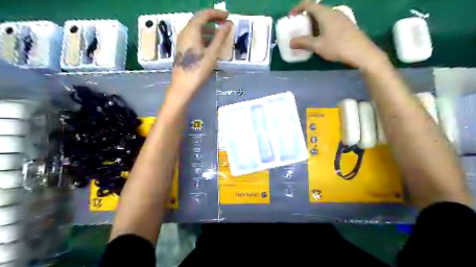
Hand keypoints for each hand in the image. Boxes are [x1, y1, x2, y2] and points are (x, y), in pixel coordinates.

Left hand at [170, 9, 233, 99]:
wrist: (183, 86)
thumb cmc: (198, 70)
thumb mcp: (212, 53)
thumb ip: (220, 37)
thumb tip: (228, 24)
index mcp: (191, 31)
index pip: (204, 14)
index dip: (217, 13)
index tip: (228, 16)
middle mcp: (185, 33)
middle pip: (199, 20)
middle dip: (213, 20)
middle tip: (225, 24)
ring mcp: (182, 41)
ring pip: (196, 29)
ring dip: (209, 29)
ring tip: (220, 35)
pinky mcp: (182, 49)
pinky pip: (194, 37)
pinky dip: (204, 37)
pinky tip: (211, 45)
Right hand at [290, 1, 386, 69]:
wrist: (361, 52)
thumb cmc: (337, 47)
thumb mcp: (317, 46)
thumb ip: (303, 42)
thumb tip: (291, 42)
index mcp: (325, 13)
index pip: (308, 4)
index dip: (297, 8)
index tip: (290, 17)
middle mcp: (333, 12)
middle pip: (316, 9)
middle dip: (305, 17)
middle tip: (298, 28)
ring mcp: (341, 17)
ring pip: (323, 15)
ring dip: (313, 22)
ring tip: (307, 34)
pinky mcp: (345, 24)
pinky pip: (329, 20)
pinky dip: (321, 26)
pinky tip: (320, 37)